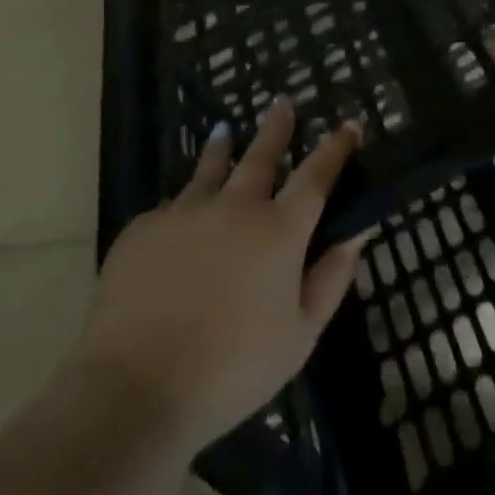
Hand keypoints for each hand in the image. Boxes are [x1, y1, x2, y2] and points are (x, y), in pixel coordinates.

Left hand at [72, 99, 366, 454]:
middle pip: (261, 155)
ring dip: (222, 148)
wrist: (134, 391)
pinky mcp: (142, 229)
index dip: (336, 148)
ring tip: (225, 131)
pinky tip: (177, 220)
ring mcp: (185, 212)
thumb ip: (332, 277)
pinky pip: (169, 208)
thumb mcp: (300, 336)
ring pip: (210, 168)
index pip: (316, 175)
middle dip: (277, 127)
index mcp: (279, 231)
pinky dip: (182, 207)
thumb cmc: (231, 372)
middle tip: (283, 102)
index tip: (349, 125)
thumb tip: (360, 230)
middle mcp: (236, 206)